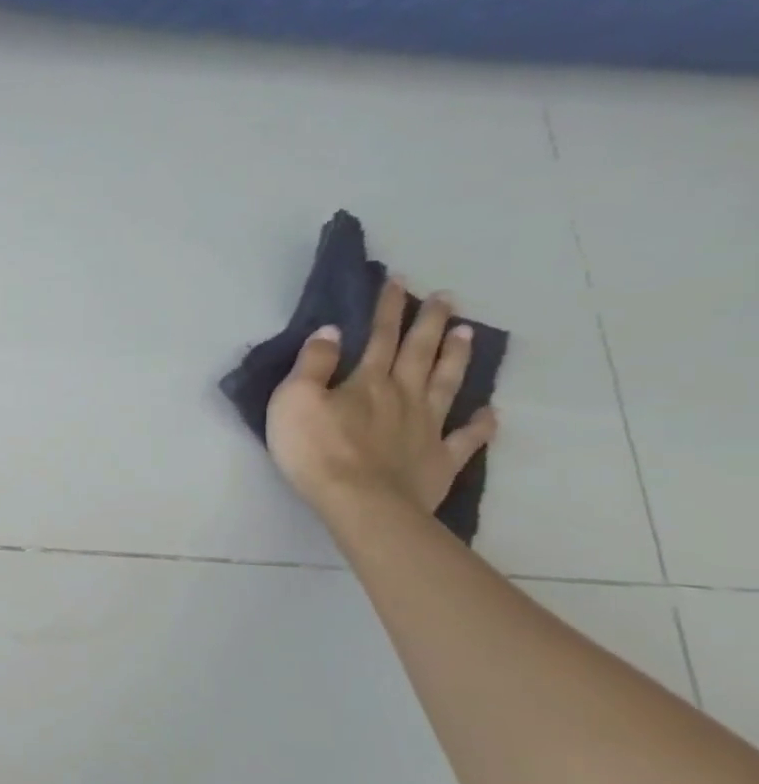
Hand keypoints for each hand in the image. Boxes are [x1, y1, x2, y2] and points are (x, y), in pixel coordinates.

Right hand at [267, 276, 498, 517]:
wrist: (360, 502)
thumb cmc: (316, 450)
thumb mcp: (294, 400)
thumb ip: (312, 365)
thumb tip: (330, 331)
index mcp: (367, 381)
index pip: (379, 336)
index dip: (388, 308)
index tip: (398, 281)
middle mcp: (403, 396)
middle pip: (420, 353)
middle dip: (430, 323)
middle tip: (445, 298)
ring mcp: (427, 428)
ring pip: (447, 384)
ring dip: (457, 357)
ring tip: (469, 333)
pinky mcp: (439, 459)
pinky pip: (466, 437)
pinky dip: (480, 423)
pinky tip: (490, 411)